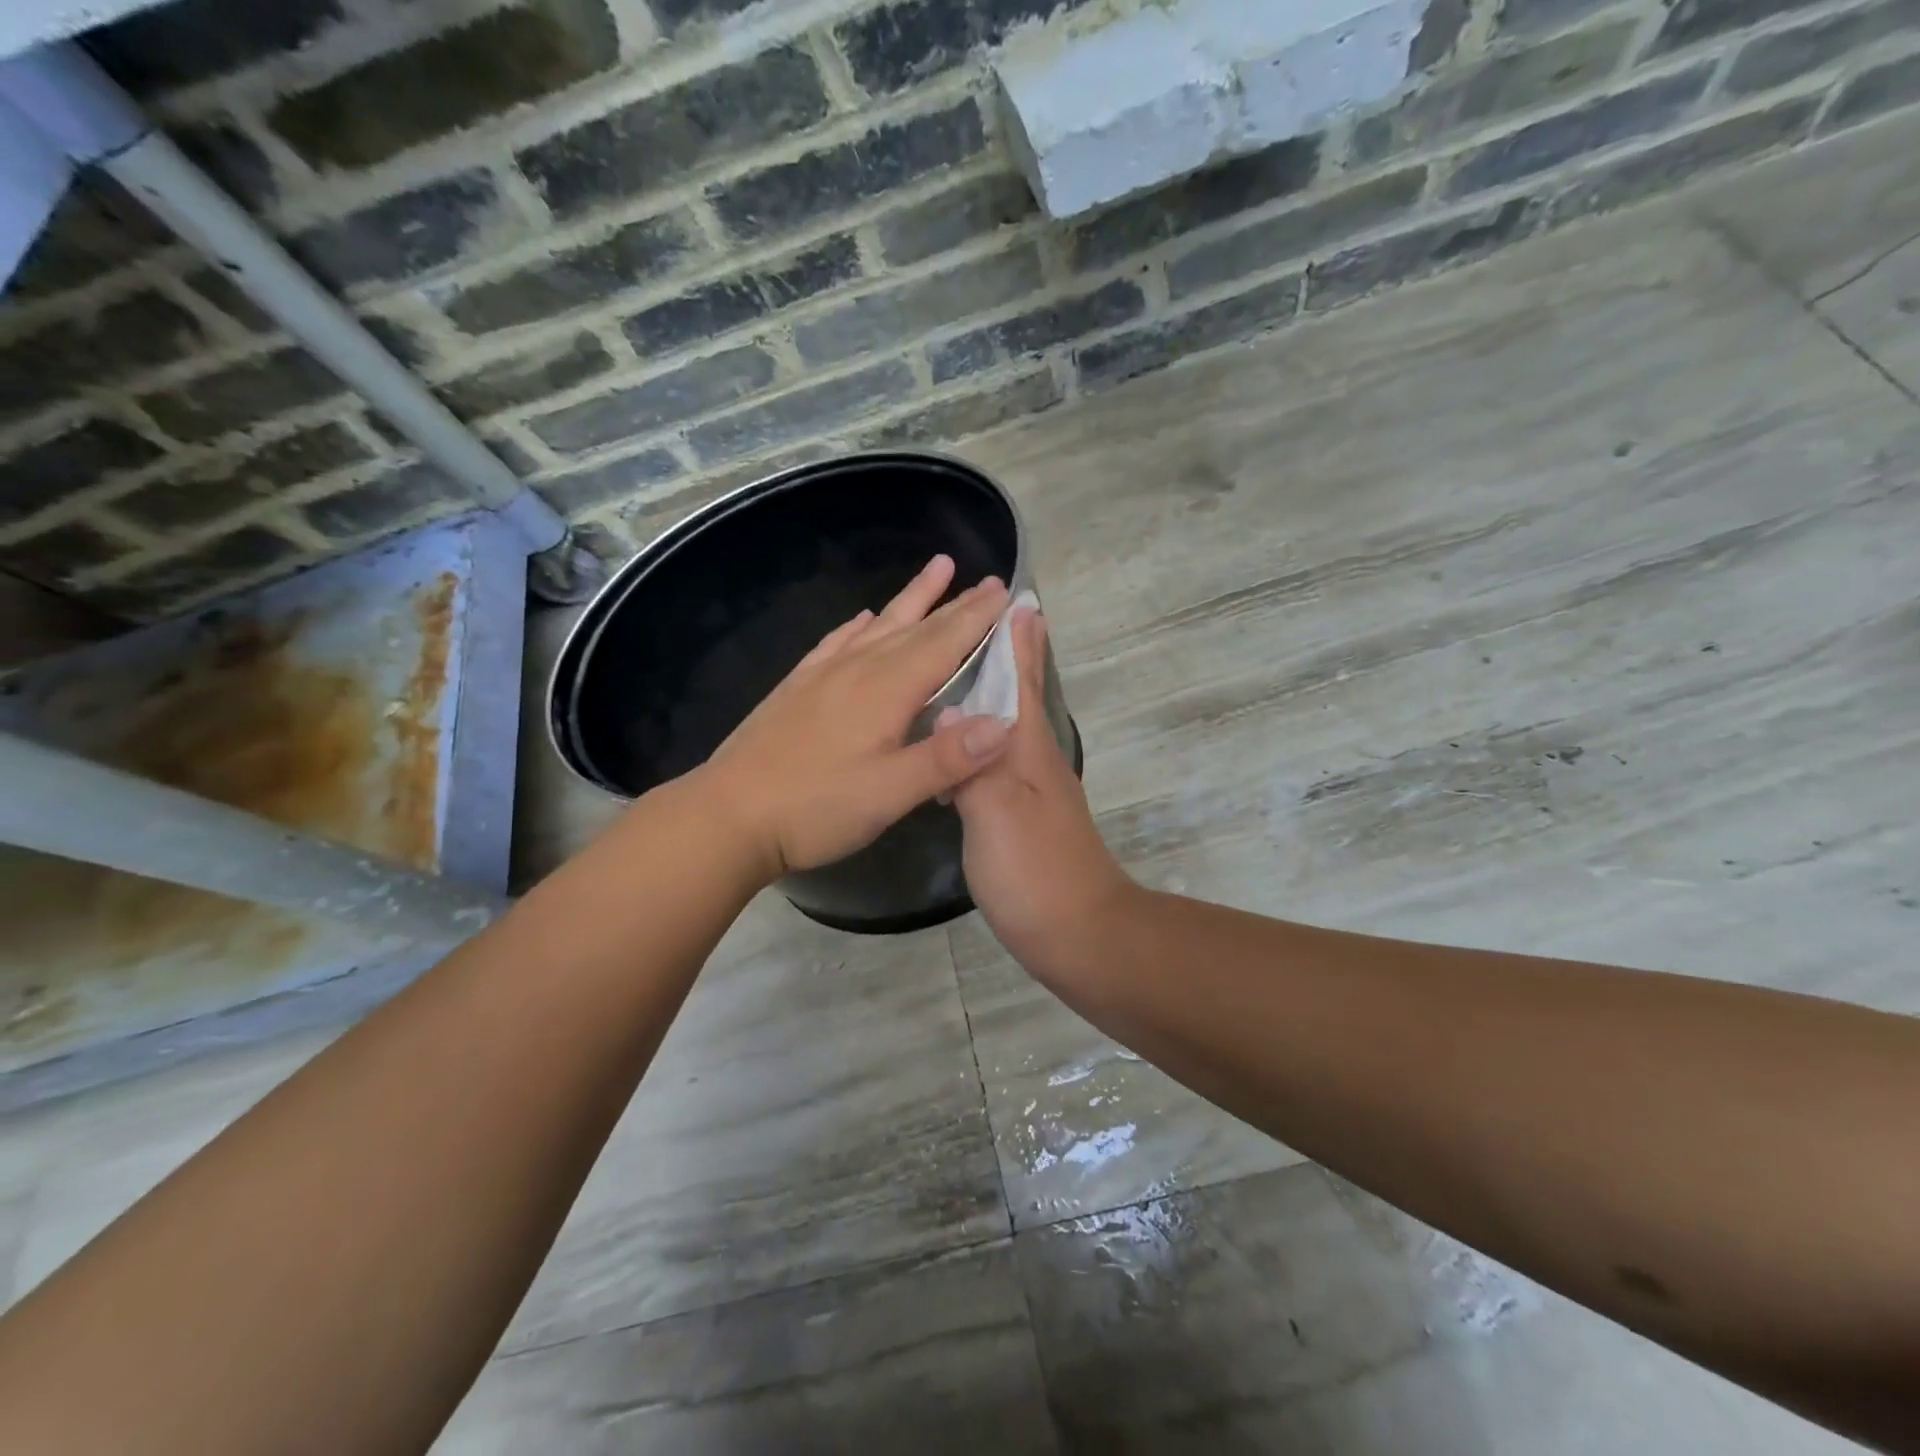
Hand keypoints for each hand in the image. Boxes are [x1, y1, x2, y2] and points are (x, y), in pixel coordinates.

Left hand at [697, 556, 1014, 881]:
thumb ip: (947, 758)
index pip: (944, 642)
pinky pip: (837, 642)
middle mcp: (858, 669)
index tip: (1006, 590)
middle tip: (987, 580)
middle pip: (917, 627)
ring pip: (879, 625)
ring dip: (912, 599)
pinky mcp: (798, 687)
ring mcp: (824, 674)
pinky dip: (858, 625)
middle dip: (956, 603)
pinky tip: (862, 618)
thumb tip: (1004, 723)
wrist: (728, 814)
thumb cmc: (815, 808)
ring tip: (937, 570)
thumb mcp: (889, 793)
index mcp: (887, 690)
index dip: (978, 617)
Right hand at [950, 608, 1134, 976]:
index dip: (1020, 641)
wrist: (1079, 934)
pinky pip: (992, 763)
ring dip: (984, 699)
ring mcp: (1029, 790)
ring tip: (949, 678)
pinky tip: (951, 750)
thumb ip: (973, 762)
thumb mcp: (999, 813)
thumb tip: (951, 711)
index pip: (1024, 681)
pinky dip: (972, 744)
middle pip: (1018, 698)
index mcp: (1030, 749)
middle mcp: (1033, 760)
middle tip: (973, 626)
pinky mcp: (1019, 818)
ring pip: (1003, 729)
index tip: (1017, 598)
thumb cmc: (1037, 870)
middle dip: (1002, 658)